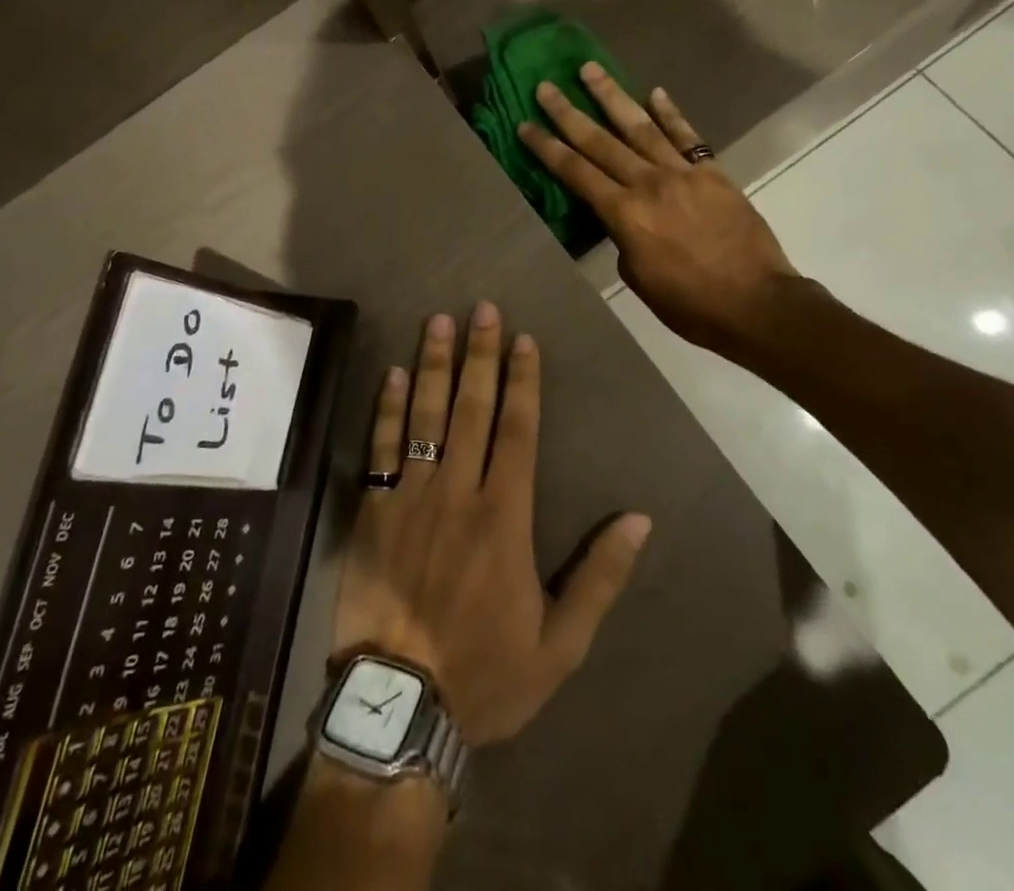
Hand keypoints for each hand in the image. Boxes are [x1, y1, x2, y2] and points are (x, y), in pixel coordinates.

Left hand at [332, 302, 650, 745]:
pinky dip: (386, 408)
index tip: (524, 338)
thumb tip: (639, 519)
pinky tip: (391, 374)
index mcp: (505, 516)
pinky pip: (381, 447)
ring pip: (425, 415)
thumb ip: (601, 577)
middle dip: (480, 354)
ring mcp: (411, 496)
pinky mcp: (373, 509)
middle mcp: (458, 491)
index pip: (518, 429)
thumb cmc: (485, 673)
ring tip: (438, 322)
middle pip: (473, 408)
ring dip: (432, 365)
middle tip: (482, 308)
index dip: (523, 380)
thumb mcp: (561, 643)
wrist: (400, 705)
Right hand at [518, 64, 797, 361]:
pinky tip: (654, 92)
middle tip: (546, 86)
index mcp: (624, 215)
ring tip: (590, 69)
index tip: (525, 124)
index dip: (547, 148)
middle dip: (568, 113)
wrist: (756, 304)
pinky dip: (670, 113)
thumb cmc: (690, 304)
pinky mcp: (713, 173)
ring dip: (612, 96)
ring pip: (640, 127)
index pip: (576, 173)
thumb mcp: (638, 278)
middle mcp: (648, 184)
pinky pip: (688, 136)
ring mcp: (683, 174)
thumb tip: (622, 217)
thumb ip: (622, 238)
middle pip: (600, 142)